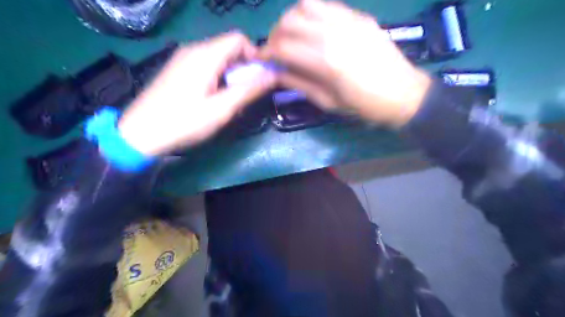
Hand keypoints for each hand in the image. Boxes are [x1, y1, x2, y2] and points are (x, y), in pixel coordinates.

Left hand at [118, 33, 275, 155]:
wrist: (140, 133)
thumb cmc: (183, 121)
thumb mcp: (221, 109)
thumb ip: (249, 90)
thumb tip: (273, 75)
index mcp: (205, 55)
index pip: (239, 39)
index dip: (254, 55)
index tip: (259, 78)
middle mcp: (193, 50)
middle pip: (229, 48)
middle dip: (244, 68)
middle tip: (244, 94)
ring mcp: (183, 58)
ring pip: (219, 58)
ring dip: (231, 75)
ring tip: (229, 100)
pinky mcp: (178, 69)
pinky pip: (206, 65)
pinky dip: (218, 78)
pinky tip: (213, 98)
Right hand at [263, 0, 430, 126]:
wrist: (403, 93)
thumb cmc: (364, 106)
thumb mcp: (328, 102)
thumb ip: (299, 84)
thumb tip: (276, 72)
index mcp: (325, 62)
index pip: (282, 47)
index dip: (266, 52)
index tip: (260, 59)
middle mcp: (333, 34)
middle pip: (289, 21)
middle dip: (275, 35)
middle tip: (275, 50)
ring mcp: (348, 20)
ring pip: (305, 5)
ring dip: (291, 20)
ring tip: (292, 36)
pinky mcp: (359, 16)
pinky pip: (326, 5)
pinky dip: (311, 14)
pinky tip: (312, 29)